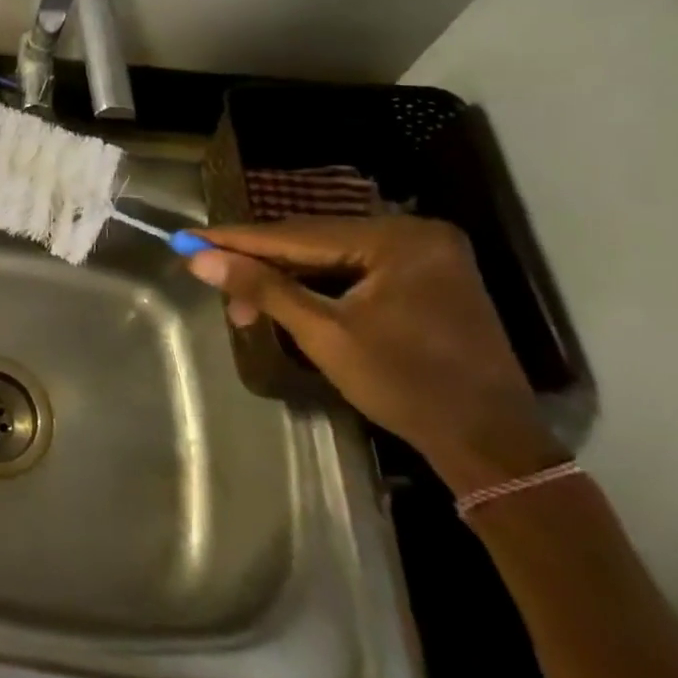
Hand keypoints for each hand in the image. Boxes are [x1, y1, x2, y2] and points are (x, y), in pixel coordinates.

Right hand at [184, 216, 565, 494]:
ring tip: (241, 303)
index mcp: (397, 240)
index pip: (297, 235)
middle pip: (313, 241)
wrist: (491, 445)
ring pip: (330, 256)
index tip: (186, 238)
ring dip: (283, 277)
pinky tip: (282, 299)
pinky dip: (314, 284)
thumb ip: (262, 288)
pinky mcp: (425, 276)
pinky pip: (352, 269)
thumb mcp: (325, 335)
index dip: (236, 240)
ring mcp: (424, 254)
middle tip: (208, 276)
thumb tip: (198, 258)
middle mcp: (414, 232)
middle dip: (258, 263)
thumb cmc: (407, 387)